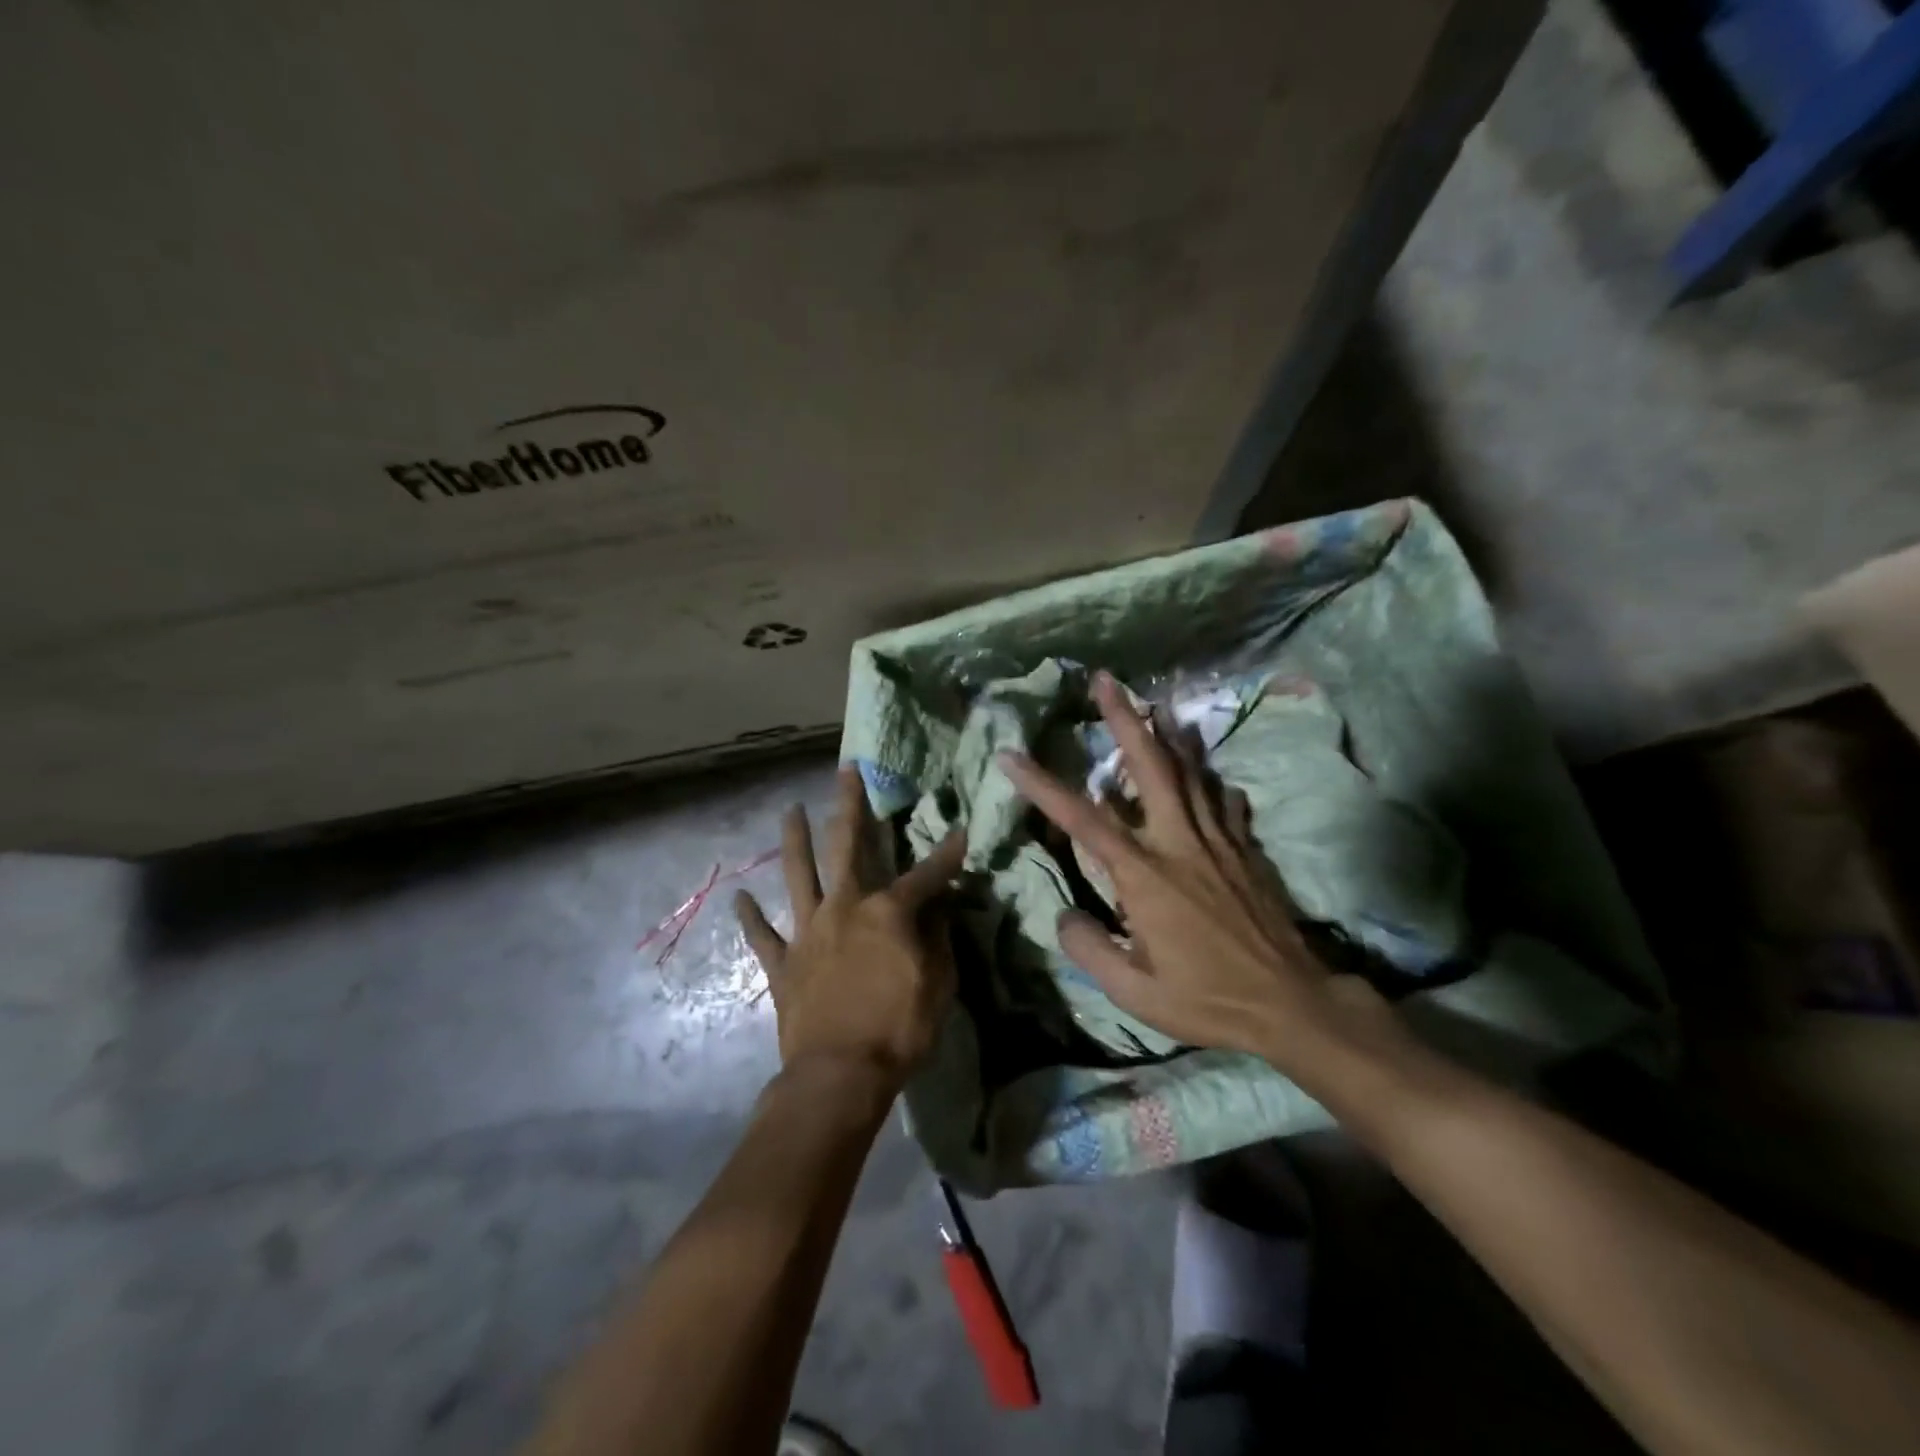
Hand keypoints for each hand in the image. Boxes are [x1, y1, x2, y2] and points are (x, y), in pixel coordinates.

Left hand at [735, 765, 966, 1089]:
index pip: (925, 876)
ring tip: (790, 811)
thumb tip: (942, 905)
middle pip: (845, 847)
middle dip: (849, 807)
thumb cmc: (899, 1030)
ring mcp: (808, 933)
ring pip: (798, 875)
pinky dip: (751, 917)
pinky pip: (763, 936)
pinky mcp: (783, 964)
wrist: (839, 1075)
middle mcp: (843, 909)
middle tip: (846, 773)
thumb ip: (939, 938)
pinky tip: (740, 897)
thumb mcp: (939, 985)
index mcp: (886, 913)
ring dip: (795, 840)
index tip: (961, 833)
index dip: (946, 855)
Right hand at [999, 673, 1398, 1079]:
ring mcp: (1218, 841)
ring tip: (1154, 702)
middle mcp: (1180, 843)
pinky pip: (1224, 800)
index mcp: (1146, 875)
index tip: (1011, 755)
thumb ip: (1091, 950)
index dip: (1042, 785)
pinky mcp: (1245, 849)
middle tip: (1106, 681)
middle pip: (1151, 767)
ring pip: (1191, 772)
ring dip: (1169, 735)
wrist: (1291, 1003)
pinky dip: (1210, 780)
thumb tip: (1064, 915)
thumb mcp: (1136, 992)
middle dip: (1125, 720)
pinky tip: (1206, 772)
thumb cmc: (1208, 999)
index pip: (1083, 820)